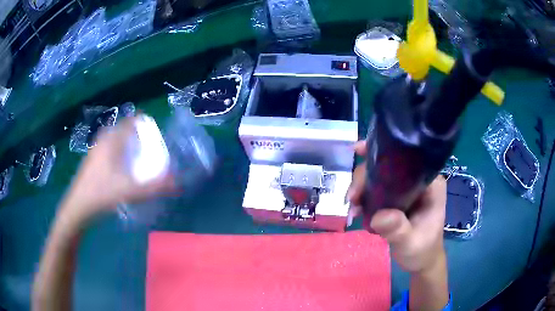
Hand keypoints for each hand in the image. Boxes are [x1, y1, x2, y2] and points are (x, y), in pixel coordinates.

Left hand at [60, 116, 174, 224]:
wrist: (77, 207)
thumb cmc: (101, 194)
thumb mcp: (130, 191)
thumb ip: (153, 187)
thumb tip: (176, 182)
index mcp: (112, 140)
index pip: (130, 121)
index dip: (144, 123)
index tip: (155, 132)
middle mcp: (103, 140)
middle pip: (123, 129)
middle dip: (137, 134)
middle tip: (148, 146)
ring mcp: (95, 150)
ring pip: (114, 139)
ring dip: (126, 144)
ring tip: (137, 156)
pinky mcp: (92, 160)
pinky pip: (108, 148)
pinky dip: (117, 152)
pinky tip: (121, 168)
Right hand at [348, 140, 446, 272]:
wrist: (421, 261)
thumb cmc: (422, 250)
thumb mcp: (411, 243)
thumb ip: (398, 230)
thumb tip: (378, 216)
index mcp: (430, 183)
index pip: (406, 158)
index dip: (382, 152)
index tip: (358, 152)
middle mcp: (418, 179)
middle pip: (388, 166)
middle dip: (366, 177)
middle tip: (352, 198)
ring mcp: (407, 188)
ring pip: (379, 177)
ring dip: (362, 188)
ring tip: (353, 208)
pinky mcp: (397, 197)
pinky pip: (377, 189)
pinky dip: (364, 197)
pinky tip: (357, 210)